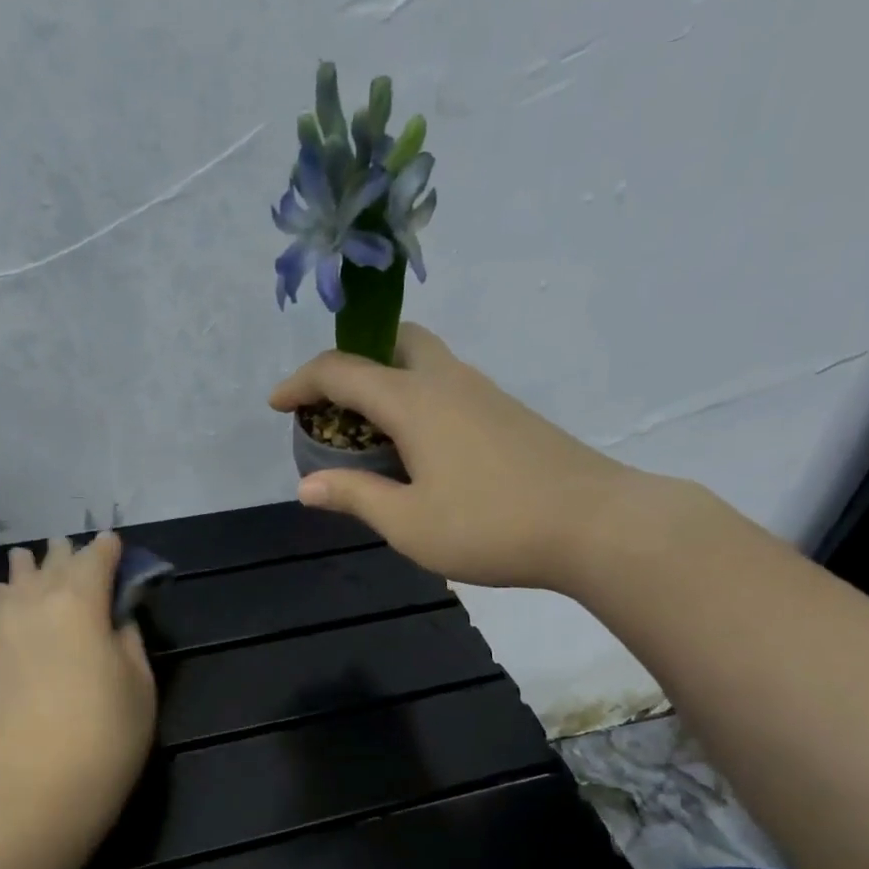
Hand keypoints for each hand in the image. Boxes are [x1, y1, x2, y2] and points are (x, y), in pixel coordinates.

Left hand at [0, 533, 156, 819]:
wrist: (42, 786)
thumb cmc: (108, 734)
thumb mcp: (140, 685)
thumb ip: (128, 642)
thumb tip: (116, 623)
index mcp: (80, 606)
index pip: (95, 562)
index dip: (107, 549)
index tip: (113, 542)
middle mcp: (34, 608)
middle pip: (50, 568)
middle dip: (64, 555)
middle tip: (70, 547)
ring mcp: (1, 635)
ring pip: (13, 588)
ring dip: (26, 571)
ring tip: (27, 559)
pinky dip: (6, 603)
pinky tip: (5, 601)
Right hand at [271, 325, 679, 591]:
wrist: (591, 523)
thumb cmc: (488, 525)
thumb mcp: (408, 523)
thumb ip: (355, 497)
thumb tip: (307, 486)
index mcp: (415, 401)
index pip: (343, 372)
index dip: (302, 383)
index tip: (277, 405)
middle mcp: (449, 381)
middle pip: (394, 343)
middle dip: (354, 363)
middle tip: (334, 406)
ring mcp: (485, 394)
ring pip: (426, 364)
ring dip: (389, 383)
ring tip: (372, 435)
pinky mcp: (509, 415)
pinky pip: (449, 389)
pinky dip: (419, 402)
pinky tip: (421, 451)